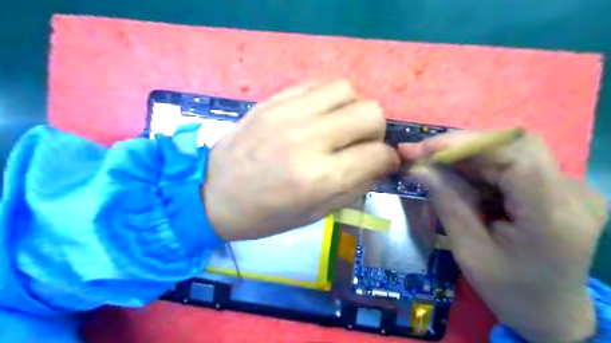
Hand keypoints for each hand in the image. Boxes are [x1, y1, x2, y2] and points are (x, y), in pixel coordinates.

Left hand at [203, 81, 399, 240]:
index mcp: (319, 177)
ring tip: (340, 126)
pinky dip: (329, 98)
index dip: (388, 160)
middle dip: (376, 132)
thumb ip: (355, 186)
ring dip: (353, 109)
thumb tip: (382, 165)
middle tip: (361, 145)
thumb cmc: (265, 214)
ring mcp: (288, 113)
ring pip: (347, 90)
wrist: (212, 193)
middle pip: (371, 113)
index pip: (378, 154)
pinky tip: (320, 114)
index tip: (382, 164)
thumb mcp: (315, 214)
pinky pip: (318, 84)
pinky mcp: (273, 100)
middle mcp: (308, 139)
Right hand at [402, 131, 604, 342]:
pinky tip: (459, 179)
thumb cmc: (508, 290)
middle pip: (511, 146)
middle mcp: (572, 194)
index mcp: (553, 217)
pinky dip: (479, 166)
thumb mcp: (469, 251)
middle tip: (421, 156)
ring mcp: (571, 188)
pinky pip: (513, 163)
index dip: (465, 145)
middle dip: (459, 147)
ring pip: (509, 150)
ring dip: (466, 157)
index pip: (514, 156)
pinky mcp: (559, 187)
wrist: (552, 313)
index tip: (423, 150)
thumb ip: (447, 202)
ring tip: (433, 169)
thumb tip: (418, 167)